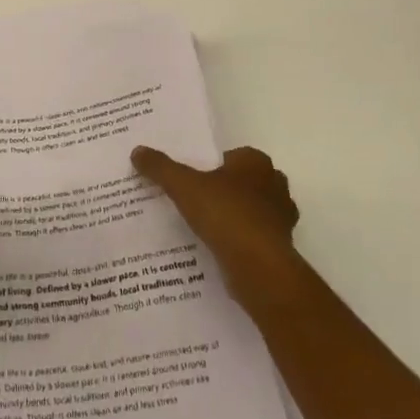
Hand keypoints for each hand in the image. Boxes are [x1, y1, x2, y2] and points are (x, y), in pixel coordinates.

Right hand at [132, 145, 303, 307]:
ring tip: (205, 227)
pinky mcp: (281, 248)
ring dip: (235, 216)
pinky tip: (219, 248)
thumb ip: (161, 167)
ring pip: (253, 210)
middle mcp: (275, 185)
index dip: (213, 165)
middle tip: (197, 200)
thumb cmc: (225, 214)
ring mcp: (281, 218)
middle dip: (226, 190)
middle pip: (245, 182)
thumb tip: (137, 150)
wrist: (259, 267)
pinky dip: (241, 241)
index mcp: (256, 162)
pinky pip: (256, 237)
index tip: (193, 178)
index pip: (233, 156)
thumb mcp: (183, 185)